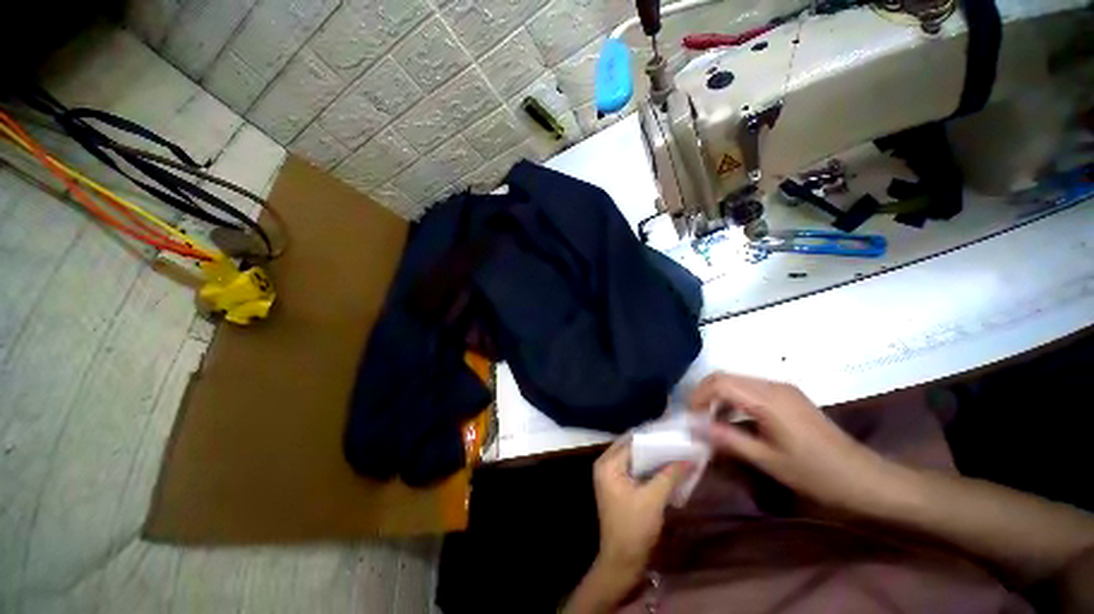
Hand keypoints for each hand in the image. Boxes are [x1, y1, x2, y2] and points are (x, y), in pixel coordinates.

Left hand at [593, 438, 690, 576]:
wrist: (622, 560)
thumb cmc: (634, 527)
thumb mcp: (654, 499)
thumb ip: (669, 475)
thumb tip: (689, 457)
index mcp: (608, 464)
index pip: (632, 442)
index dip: (654, 437)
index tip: (674, 432)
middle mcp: (606, 464)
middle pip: (632, 448)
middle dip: (654, 445)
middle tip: (677, 441)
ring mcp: (611, 475)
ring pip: (634, 458)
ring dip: (653, 457)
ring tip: (675, 450)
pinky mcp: (618, 485)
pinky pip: (634, 469)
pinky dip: (649, 467)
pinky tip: (666, 467)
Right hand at [691, 372, 897, 510]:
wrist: (865, 478)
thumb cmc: (817, 473)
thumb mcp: (768, 461)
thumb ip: (729, 440)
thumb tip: (696, 428)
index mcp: (768, 400)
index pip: (720, 383)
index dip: (699, 396)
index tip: (690, 418)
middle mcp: (773, 385)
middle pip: (725, 376)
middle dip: (704, 394)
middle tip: (697, 418)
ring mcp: (782, 388)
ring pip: (736, 380)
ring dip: (718, 395)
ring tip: (711, 419)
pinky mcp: (788, 395)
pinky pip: (750, 387)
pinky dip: (733, 398)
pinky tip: (734, 418)